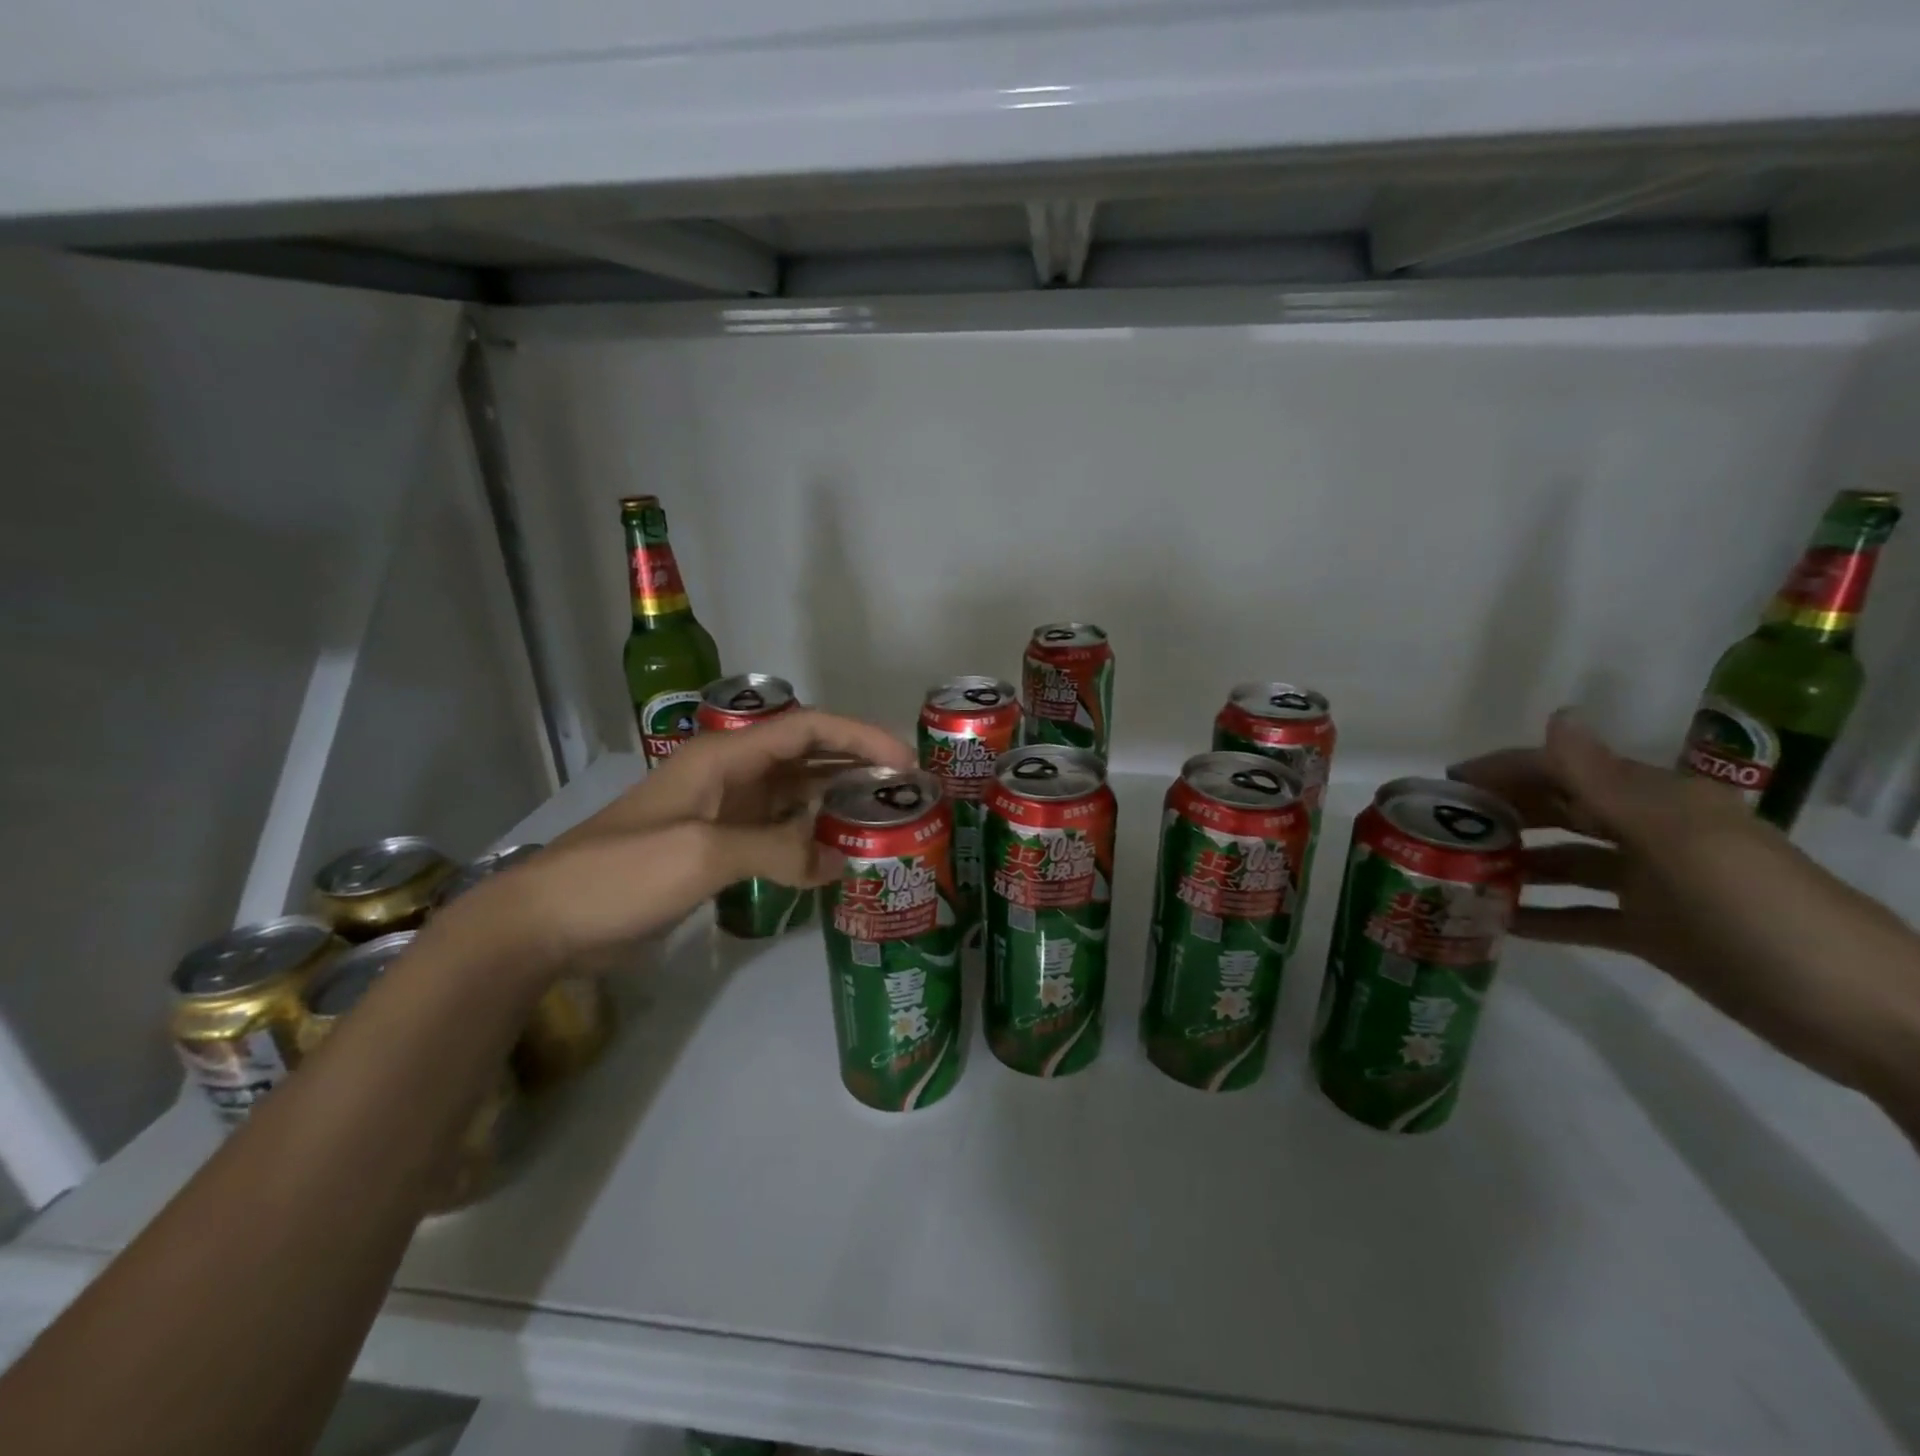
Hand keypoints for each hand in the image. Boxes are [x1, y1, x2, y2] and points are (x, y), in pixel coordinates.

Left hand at [440, 710, 913, 967]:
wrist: (548, 921)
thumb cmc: (621, 872)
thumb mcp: (701, 854)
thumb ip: (776, 852)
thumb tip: (840, 861)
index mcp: (724, 759)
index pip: (805, 730)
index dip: (858, 736)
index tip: (904, 759)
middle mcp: (730, 777)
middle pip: (806, 758)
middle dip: (856, 766)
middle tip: (906, 792)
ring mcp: (723, 814)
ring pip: (795, 796)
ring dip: (836, 803)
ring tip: (883, 822)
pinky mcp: (717, 848)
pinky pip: (778, 833)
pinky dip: (809, 840)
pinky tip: (836, 858)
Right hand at [1450, 711, 1919, 1118]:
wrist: (1864, 1015)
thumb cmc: (1762, 914)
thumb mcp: (1680, 844)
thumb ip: (1607, 782)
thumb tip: (1555, 716)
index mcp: (1659, 804)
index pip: (1565, 770)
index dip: (1505, 770)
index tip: (1444, 786)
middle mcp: (1651, 835)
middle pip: (1562, 812)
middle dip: (1502, 814)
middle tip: (1439, 831)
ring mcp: (1653, 886)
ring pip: (1565, 862)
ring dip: (1515, 863)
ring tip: (1456, 874)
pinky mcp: (1654, 933)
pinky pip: (1581, 915)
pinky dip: (1541, 915)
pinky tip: (1497, 923)